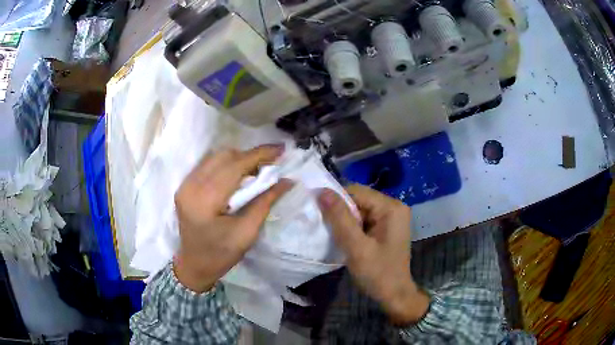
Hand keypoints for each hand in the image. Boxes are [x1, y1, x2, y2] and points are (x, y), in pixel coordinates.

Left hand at [173, 145, 292, 292]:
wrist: (194, 265)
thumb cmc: (221, 255)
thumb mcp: (247, 233)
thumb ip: (265, 202)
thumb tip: (286, 180)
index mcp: (204, 201)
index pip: (234, 167)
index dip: (259, 155)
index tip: (280, 149)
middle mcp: (190, 186)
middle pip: (223, 157)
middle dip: (250, 156)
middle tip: (270, 165)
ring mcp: (184, 184)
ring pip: (215, 157)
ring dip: (238, 159)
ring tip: (256, 170)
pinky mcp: (185, 185)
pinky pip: (208, 164)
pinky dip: (226, 164)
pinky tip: (237, 175)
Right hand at [318, 185, 429, 324]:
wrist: (394, 295)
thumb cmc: (378, 273)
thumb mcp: (356, 247)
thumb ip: (339, 219)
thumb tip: (321, 191)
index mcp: (391, 208)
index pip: (356, 192)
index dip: (335, 201)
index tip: (319, 215)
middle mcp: (393, 207)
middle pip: (358, 199)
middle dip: (340, 212)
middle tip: (326, 229)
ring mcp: (391, 217)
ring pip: (359, 210)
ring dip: (345, 221)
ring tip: (334, 235)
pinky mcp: (386, 227)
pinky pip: (364, 219)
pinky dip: (352, 227)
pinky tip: (345, 239)